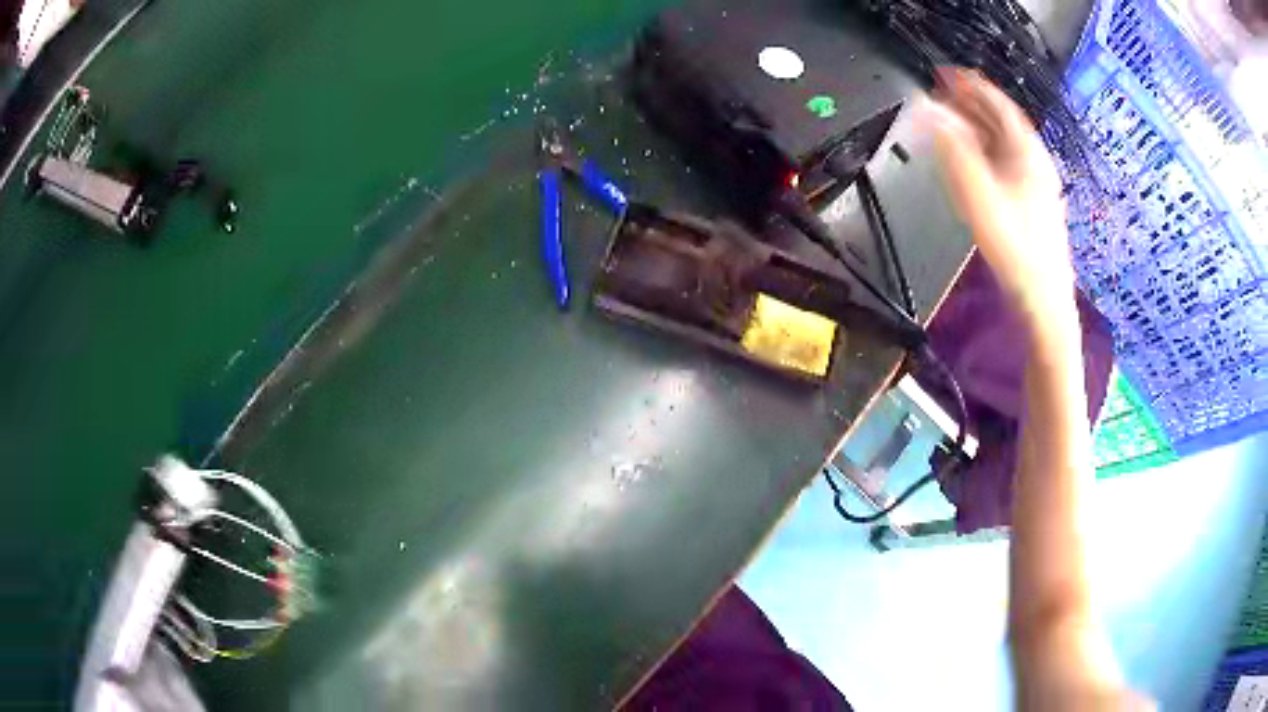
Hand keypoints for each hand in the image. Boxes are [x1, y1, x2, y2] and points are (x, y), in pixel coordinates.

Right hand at [922, 69, 1075, 329]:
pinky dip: (986, 149)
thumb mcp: (978, 195)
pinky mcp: (1034, 203)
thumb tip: (930, 115)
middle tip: (941, 95)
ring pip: (1005, 142)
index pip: (997, 103)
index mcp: (1026, 151)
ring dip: (977, 126)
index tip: (944, 74)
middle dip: (971, 103)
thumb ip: (953, 151)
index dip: (970, 84)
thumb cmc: (1014, 247)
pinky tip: (973, 159)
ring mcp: (1037, 183)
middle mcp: (1035, 160)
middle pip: (1002, 120)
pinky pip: (1007, 162)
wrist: (1044, 300)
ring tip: (951, 120)